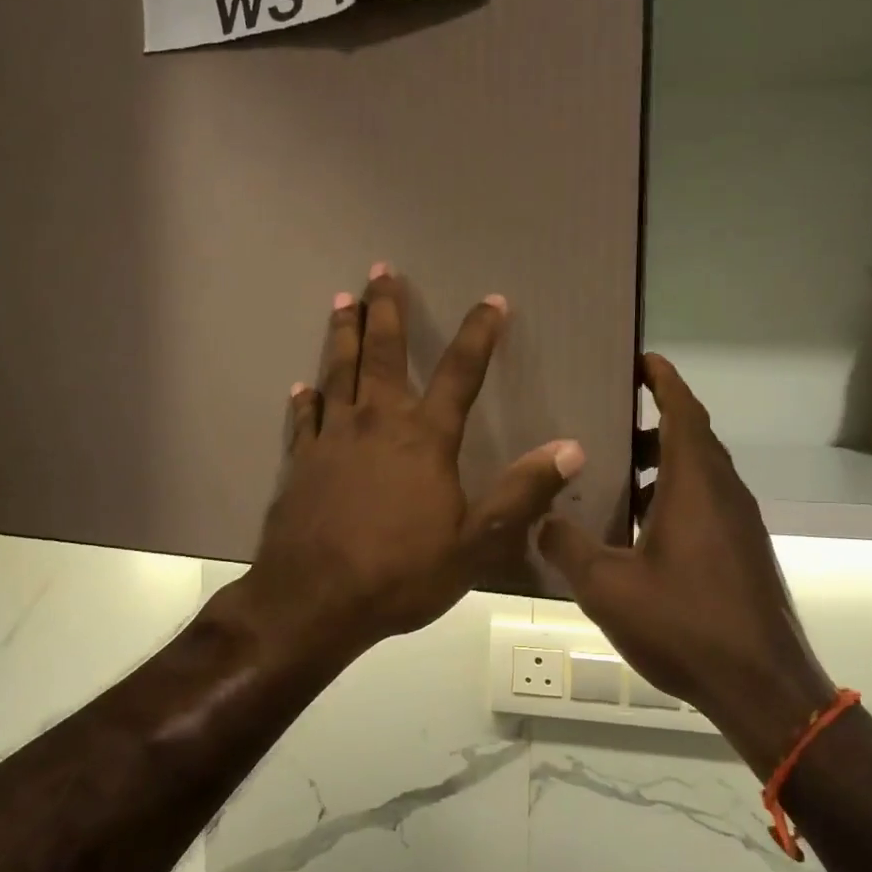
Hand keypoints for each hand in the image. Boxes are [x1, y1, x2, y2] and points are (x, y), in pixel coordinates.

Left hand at [239, 266, 585, 663]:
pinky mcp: (300, 461)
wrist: (314, 601)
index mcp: (425, 438)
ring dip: (342, 334)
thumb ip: (521, 492)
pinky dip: (305, 398)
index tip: (492, 301)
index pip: (460, 372)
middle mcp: (377, 423)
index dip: (479, 334)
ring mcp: (332, 439)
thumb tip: (571, 448)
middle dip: (384, 308)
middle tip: (380, 269)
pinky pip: (304, 418)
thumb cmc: (401, 573)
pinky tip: (302, 385)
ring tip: (341, 300)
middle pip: (383, 353)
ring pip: (338, 372)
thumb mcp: (476, 542)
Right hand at [538, 353, 834, 775]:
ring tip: (615, 474)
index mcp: (695, 484)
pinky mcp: (744, 552)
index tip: (641, 358)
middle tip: (609, 419)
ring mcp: (740, 524)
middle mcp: (724, 493)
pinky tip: (639, 530)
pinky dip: (674, 496)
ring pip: (700, 474)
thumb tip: (542, 520)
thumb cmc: (685, 624)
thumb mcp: (608, 587)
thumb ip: (568, 546)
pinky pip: (707, 504)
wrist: (763, 686)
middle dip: (654, 421)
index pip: (684, 411)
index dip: (664, 380)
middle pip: (692, 438)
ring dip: (662, 464)